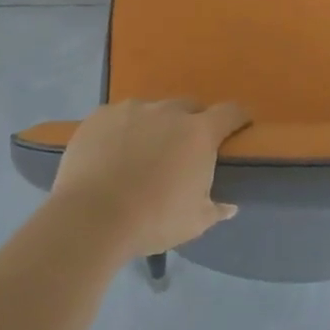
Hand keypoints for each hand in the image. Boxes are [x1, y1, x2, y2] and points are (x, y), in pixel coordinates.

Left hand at [49, 99, 250, 257]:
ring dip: (155, 126)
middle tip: (183, 151)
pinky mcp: (99, 116)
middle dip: (192, 123)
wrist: (91, 218)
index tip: (238, 129)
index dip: (238, 119)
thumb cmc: (153, 220)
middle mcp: (168, 112)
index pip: (230, 112)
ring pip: (152, 111)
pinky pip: (118, 117)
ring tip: (142, 154)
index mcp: (199, 133)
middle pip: (190, 107)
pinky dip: (121, 130)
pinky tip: (111, 154)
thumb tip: (229, 206)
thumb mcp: (194, 222)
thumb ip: (215, 209)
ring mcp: (131, 110)